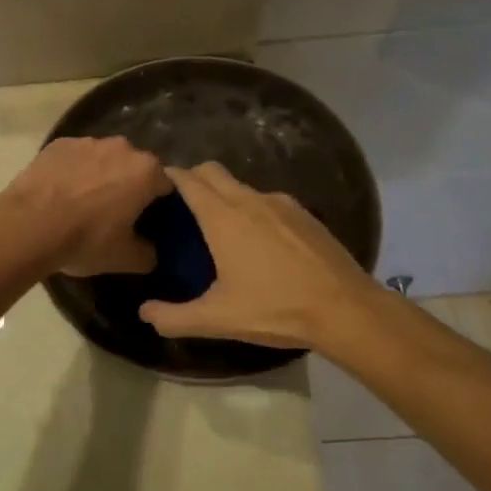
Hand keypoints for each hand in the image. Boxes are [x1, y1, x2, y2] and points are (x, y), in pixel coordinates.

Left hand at [0, 137, 170, 276]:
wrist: (28, 225)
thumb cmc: (85, 239)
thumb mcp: (125, 259)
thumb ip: (148, 254)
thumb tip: (150, 251)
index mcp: (146, 171)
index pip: (165, 186)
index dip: (157, 205)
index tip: (145, 222)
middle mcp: (122, 147)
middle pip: (134, 168)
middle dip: (128, 187)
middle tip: (114, 215)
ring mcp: (87, 141)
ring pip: (103, 159)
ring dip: (100, 176)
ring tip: (82, 204)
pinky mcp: (57, 143)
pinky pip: (74, 158)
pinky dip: (72, 172)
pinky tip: (59, 194)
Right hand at [139, 163, 371, 347]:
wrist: (346, 309)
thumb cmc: (275, 309)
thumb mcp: (218, 319)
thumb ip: (174, 317)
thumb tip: (144, 313)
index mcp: (223, 218)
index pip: (188, 180)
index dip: (169, 177)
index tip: (156, 186)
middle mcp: (250, 200)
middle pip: (213, 171)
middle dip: (193, 177)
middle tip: (180, 204)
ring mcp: (282, 204)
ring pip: (242, 186)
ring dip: (224, 194)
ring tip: (218, 225)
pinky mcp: (305, 214)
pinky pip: (268, 200)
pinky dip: (253, 208)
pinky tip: (259, 239)